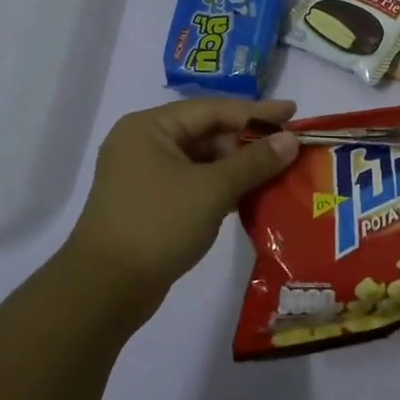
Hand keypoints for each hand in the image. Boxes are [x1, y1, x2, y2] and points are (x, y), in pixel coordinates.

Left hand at [68, 97, 299, 314]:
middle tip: (290, 147)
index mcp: (150, 127)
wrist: (105, 290)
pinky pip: (194, 183)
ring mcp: (144, 175)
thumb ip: (254, 161)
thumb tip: (291, 140)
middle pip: (207, 132)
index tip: (294, 113)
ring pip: (202, 160)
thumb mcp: (212, 189)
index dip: (257, 112)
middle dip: (248, 141)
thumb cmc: (158, 225)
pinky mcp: (150, 203)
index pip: (213, 109)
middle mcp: (144, 143)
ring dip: (238, 166)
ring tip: (279, 170)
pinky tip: (251, 194)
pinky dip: (221, 186)